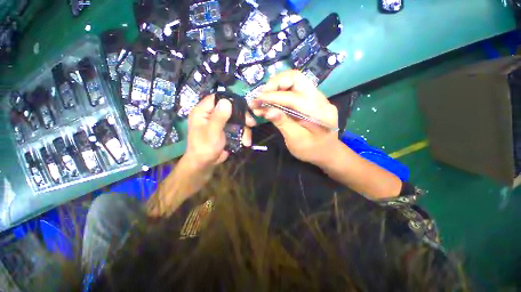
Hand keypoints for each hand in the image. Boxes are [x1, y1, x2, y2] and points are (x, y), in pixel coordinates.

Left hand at [184, 94, 255, 170]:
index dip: (230, 100)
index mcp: (202, 111)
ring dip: (244, 129)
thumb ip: (219, 117)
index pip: (217, 98)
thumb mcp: (212, 132)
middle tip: (251, 123)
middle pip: (230, 108)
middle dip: (242, 117)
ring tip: (247, 140)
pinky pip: (237, 127)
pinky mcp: (226, 130)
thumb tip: (226, 101)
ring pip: (236, 119)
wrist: (205, 164)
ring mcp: (220, 122)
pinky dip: (243, 134)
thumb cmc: (204, 148)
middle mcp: (211, 114)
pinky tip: (245, 142)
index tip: (243, 107)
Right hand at [250, 70, 339, 166]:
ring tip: (264, 97)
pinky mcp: (311, 99)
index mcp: (319, 112)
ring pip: (294, 81)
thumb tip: (267, 110)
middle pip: (296, 78)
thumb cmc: (312, 150)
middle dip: (275, 83)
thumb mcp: (296, 140)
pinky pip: (294, 89)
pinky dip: (280, 92)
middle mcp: (320, 99)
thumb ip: (283, 123)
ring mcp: (317, 97)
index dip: (273, 97)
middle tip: (261, 94)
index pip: (293, 97)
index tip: (257, 99)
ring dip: (276, 86)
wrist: (327, 153)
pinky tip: (272, 100)